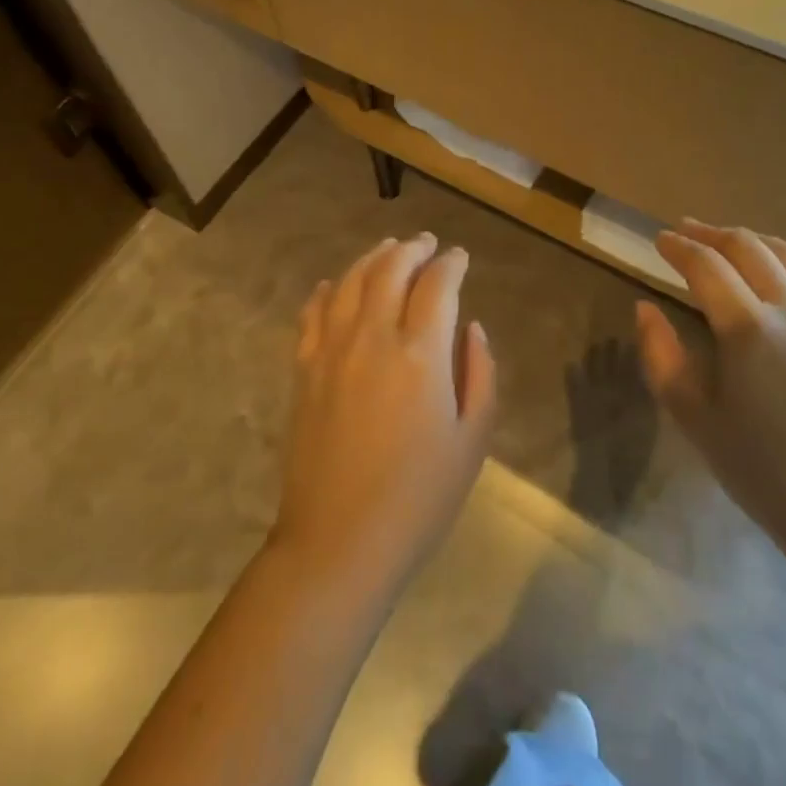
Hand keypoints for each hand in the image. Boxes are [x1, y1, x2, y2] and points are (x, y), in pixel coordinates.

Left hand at [271, 234, 496, 594]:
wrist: (339, 542)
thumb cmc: (418, 498)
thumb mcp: (472, 442)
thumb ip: (479, 375)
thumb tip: (472, 328)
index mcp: (421, 353)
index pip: (437, 285)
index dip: (451, 263)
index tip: (460, 256)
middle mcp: (373, 336)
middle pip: (391, 269)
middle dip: (413, 249)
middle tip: (426, 242)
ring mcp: (332, 349)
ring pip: (351, 281)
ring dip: (373, 257)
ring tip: (388, 248)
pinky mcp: (305, 368)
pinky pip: (314, 312)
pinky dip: (329, 290)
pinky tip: (337, 285)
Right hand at [635, 220, 785, 570]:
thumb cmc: (763, 471)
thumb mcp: (693, 417)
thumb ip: (661, 355)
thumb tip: (645, 308)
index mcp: (748, 328)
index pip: (705, 266)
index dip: (678, 247)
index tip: (658, 239)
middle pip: (749, 248)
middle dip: (712, 234)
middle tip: (687, 231)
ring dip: (756, 241)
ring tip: (733, 241)